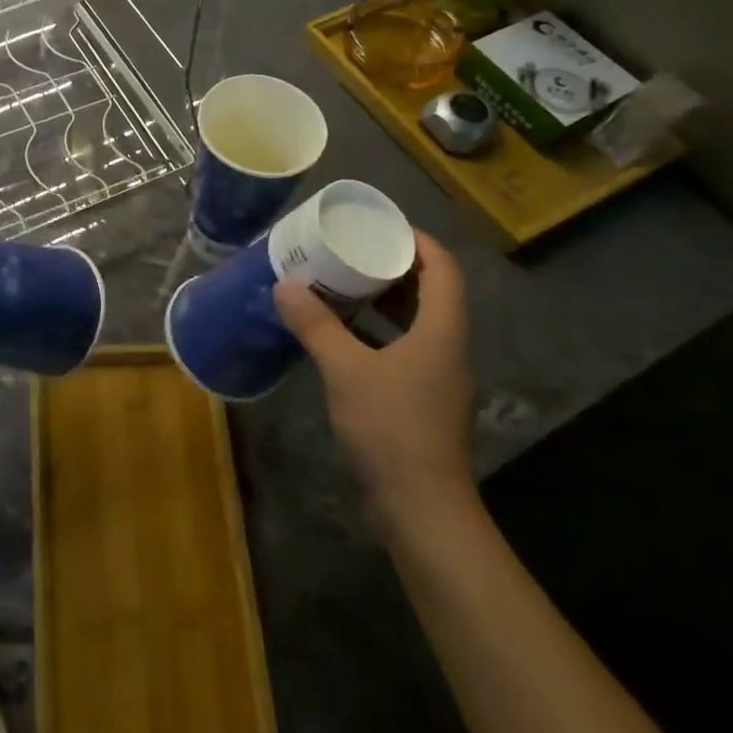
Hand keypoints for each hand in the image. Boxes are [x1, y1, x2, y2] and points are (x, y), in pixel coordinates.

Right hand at [272, 231, 475, 531]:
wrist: (421, 507)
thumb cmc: (391, 427)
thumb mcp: (345, 369)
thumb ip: (315, 325)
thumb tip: (285, 284)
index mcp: (442, 330)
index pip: (443, 268)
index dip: (417, 241)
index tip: (379, 226)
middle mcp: (447, 347)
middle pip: (430, 292)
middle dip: (392, 267)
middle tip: (349, 251)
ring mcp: (436, 377)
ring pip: (415, 323)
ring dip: (381, 302)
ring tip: (340, 286)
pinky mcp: (421, 400)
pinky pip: (402, 349)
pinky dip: (375, 334)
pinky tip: (340, 337)